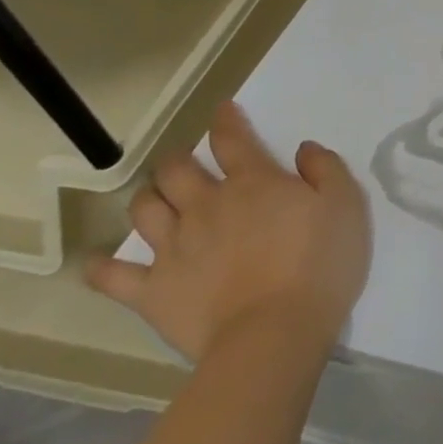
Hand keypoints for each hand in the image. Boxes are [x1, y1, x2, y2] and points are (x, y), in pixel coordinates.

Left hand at [89, 103, 372, 363]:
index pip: (231, 139)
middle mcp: (206, 205)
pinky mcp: (152, 291)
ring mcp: (174, 248)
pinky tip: (96, 263)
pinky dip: (101, 267)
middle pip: (176, 170)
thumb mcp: (346, 206)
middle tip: (186, 163)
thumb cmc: (319, 265)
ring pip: (145, 209)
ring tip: (156, 200)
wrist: (274, 334)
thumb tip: (303, 150)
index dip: (225, 121)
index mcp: (253, 182)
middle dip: (178, 159)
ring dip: (148, 198)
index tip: (223, 110)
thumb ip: (326, 169)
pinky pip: (113, 276)